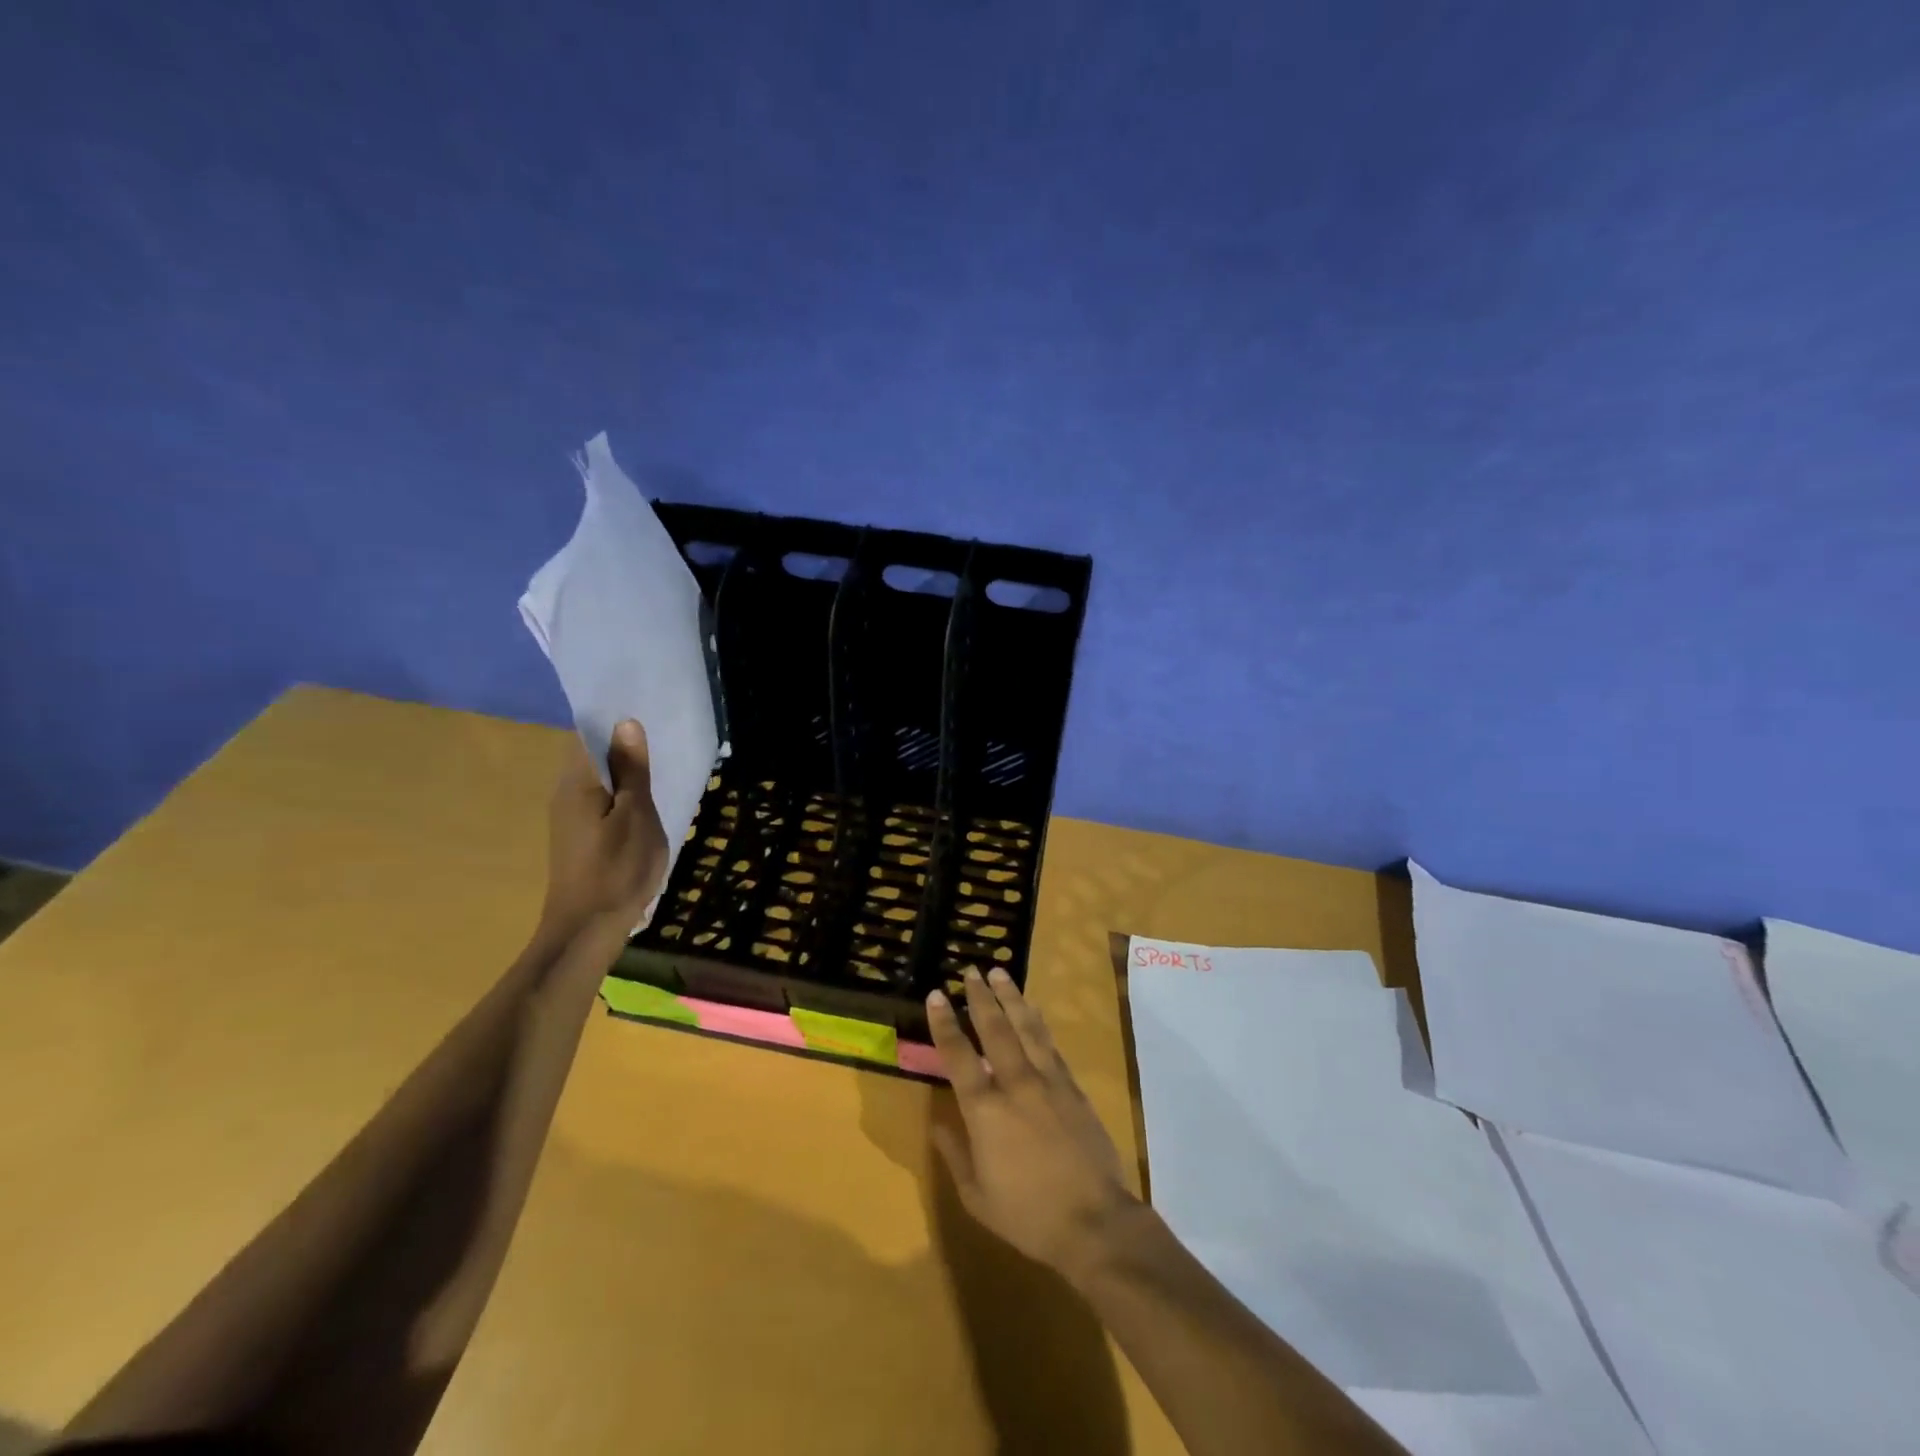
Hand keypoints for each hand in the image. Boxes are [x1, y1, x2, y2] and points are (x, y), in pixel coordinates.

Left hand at [540, 719, 670, 936]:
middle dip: (621, 744)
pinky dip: (620, 793)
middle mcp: (564, 794)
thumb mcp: (636, 815)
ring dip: (623, 770)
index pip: (587, 735)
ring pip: (596, 779)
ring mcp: (569, 817)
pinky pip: (599, 800)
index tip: (647, 713)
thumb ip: (632, 771)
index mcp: (576, 783)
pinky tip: (643, 802)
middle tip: (661, 737)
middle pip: (590, 755)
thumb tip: (626, 724)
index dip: (614, 722)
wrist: (587, 929)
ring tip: (658, 766)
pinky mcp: (579, 836)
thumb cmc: (617, 869)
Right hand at [927, 967, 1142, 1288]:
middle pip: (995, 1029)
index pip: (958, 1056)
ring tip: (1000, 973)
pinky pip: (1050, 1044)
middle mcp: (1015, 1084)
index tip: (937, 994)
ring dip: (1011, 998)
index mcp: (985, 1111)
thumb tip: (939, 1123)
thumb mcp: (977, 1196)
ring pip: (1026, 1027)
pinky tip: (1033, 1009)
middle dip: (980, 997)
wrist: (1094, 1222)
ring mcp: (1048, 1082)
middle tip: (971, 970)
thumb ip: (956, 1154)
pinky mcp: (1072, 1087)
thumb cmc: (1028, 1215)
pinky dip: (1038, 1022)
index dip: (945, 1023)